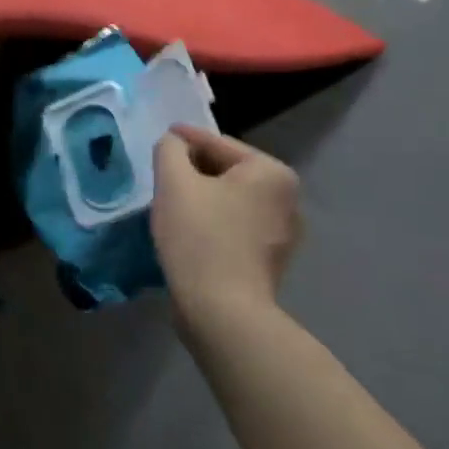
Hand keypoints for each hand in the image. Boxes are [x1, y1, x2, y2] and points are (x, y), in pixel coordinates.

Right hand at [151, 125, 300, 325]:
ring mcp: (283, 232)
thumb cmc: (199, 238)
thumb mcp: (174, 183)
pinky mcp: (270, 260)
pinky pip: (235, 226)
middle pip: (227, 172)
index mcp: (271, 172)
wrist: (222, 311)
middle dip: (194, 172)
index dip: (185, 139)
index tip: (162, 137)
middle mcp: (287, 198)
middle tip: (162, 176)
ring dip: (203, 198)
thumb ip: (170, 150)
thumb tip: (174, 142)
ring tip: (172, 205)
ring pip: (231, 201)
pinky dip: (213, 222)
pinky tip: (190, 233)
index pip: (218, 144)